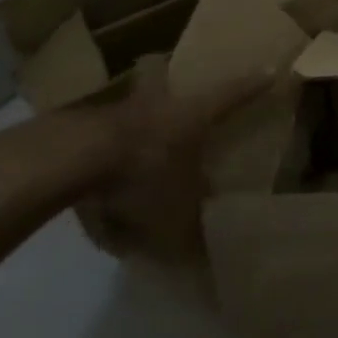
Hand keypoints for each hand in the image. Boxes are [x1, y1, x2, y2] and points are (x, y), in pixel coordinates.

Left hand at [71, 58, 275, 262]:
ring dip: (129, 115)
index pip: (232, 94)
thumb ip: (194, 238)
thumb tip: (212, 269)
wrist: (67, 162)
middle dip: (165, 76)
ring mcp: (113, 111)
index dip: (252, 84)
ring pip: (126, 101)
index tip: (270, 68)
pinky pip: (92, 134)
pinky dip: (96, 150)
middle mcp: (156, 104)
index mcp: (191, 116)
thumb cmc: (140, 178)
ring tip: (129, 144)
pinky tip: (92, 179)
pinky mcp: (74, 127)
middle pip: (160, 73)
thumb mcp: (175, 219)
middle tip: (170, 88)